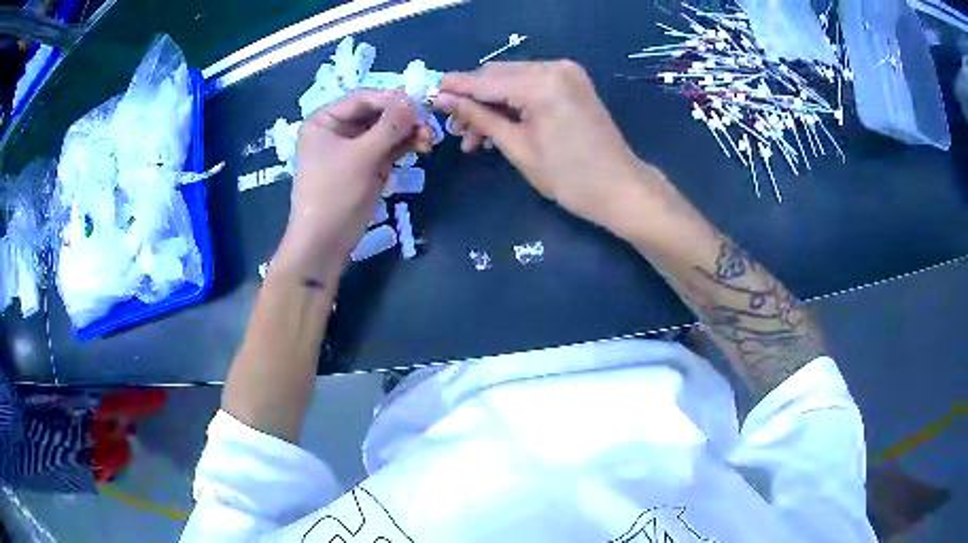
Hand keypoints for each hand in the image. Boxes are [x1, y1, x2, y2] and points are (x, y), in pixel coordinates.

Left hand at [274, 89, 432, 282]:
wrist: (325, 243)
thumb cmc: (334, 194)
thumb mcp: (361, 156)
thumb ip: (389, 125)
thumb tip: (413, 100)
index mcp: (325, 121)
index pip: (363, 99)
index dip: (392, 99)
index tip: (421, 104)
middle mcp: (338, 129)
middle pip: (377, 113)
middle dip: (404, 119)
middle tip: (429, 126)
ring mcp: (353, 148)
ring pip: (386, 131)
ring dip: (408, 133)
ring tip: (429, 141)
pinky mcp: (366, 166)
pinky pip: (388, 148)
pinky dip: (405, 146)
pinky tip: (422, 147)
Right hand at [434, 61, 665, 233]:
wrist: (620, 188)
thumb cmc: (569, 177)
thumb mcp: (517, 148)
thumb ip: (479, 117)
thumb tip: (444, 100)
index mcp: (541, 83)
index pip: (484, 80)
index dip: (454, 88)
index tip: (429, 96)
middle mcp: (554, 67)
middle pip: (498, 75)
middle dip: (473, 99)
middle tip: (454, 128)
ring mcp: (567, 72)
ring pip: (513, 79)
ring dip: (492, 103)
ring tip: (475, 137)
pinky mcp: (573, 82)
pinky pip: (532, 84)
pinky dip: (513, 101)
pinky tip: (500, 124)